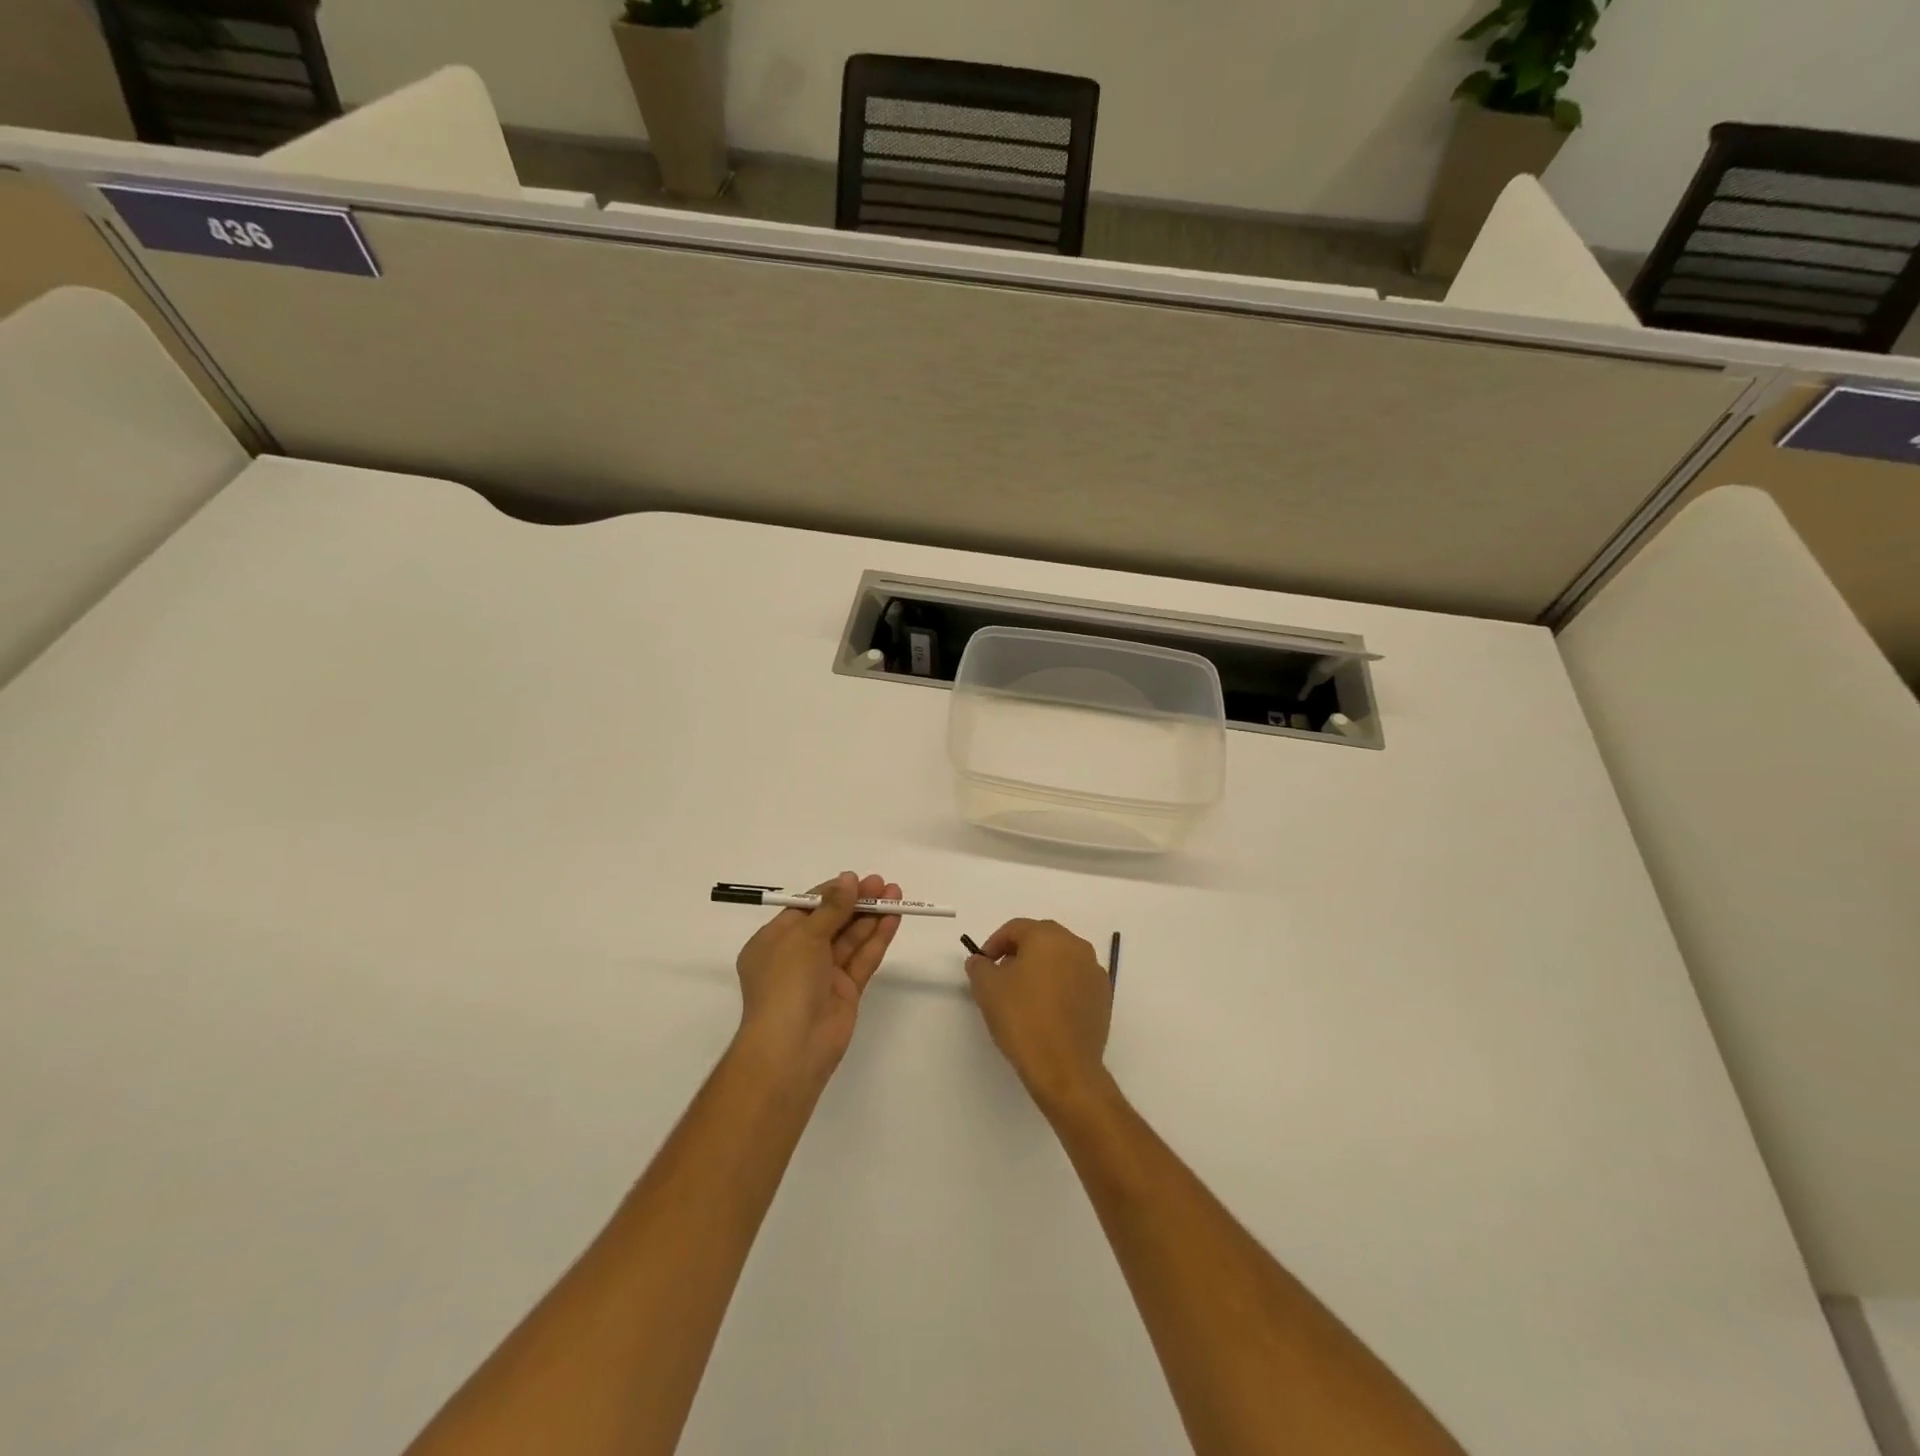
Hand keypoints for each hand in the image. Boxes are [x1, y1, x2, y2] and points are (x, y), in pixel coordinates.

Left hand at [733, 872, 901, 1090]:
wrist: (792, 1047)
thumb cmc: (786, 983)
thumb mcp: (803, 937)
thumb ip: (831, 908)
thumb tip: (848, 879)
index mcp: (774, 941)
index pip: (805, 909)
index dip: (831, 893)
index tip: (855, 879)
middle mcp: (798, 956)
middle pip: (831, 921)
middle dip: (856, 902)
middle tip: (882, 883)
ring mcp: (823, 975)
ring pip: (850, 939)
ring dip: (871, 916)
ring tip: (895, 893)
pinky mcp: (846, 991)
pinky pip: (862, 959)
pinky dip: (877, 939)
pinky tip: (893, 918)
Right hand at [964, 919, 1112, 1115]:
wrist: (1064, 1068)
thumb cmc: (1022, 1019)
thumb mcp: (987, 988)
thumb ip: (980, 966)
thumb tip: (981, 961)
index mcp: (1048, 937)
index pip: (1015, 928)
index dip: (994, 943)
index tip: (983, 964)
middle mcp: (1076, 946)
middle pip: (1041, 939)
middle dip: (1019, 953)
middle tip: (1002, 976)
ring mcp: (1094, 971)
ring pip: (1061, 959)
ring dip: (1042, 969)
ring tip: (1024, 995)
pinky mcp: (1104, 997)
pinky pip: (1076, 980)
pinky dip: (1060, 986)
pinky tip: (1047, 1011)